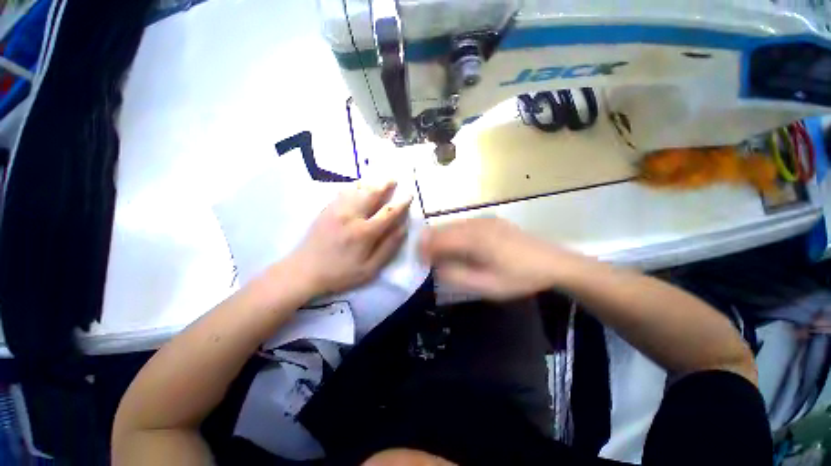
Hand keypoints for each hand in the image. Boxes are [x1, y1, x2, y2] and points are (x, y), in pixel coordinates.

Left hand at [288, 181, 411, 296]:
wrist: (304, 271)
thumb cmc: (340, 273)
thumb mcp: (369, 268)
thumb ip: (388, 247)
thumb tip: (403, 228)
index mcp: (365, 232)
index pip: (388, 212)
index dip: (401, 203)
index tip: (409, 195)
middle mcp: (352, 216)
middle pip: (372, 193)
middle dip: (385, 184)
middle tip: (394, 178)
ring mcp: (337, 210)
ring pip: (357, 189)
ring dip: (371, 182)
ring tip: (379, 179)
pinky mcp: (326, 209)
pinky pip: (343, 191)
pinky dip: (354, 185)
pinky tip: (359, 185)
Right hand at [420, 217, 581, 299]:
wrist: (553, 263)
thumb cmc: (519, 277)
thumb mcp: (487, 285)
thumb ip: (457, 276)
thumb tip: (436, 267)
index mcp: (473, 239)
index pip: (438, 239)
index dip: (424, 249)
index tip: (418, 261)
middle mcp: (475, 223)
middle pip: (442, 228)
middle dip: (429, 242)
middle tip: (425, 258)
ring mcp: (484, 220)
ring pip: (452, 225)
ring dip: (441, 237)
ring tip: (438, 253)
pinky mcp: (490, 220)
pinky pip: (463, 224)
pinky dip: (453, 233)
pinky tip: (457, 245)